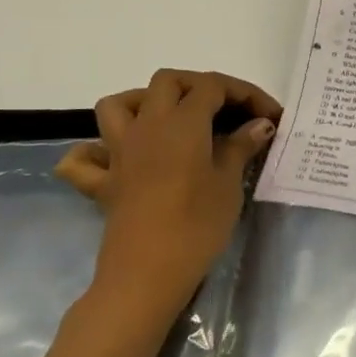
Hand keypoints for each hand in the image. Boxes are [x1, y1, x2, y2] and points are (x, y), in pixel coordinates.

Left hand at [56, 69, 280, 337]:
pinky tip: (118, 159)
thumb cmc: (197, 224)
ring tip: (172, 120)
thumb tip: (260, 123)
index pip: (213, 86)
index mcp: (182, 122)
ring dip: (144, 102)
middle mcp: (146, 125)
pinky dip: (96, 150)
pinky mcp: (103, 183)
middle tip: (227, 110)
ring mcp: (119, 152)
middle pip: (168, 82)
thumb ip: (241, 146)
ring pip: (119, 104)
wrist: (147, 274)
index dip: (245, 93)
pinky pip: (86, 157)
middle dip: (200, 86)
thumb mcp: (229, 183)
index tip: (269, 115)